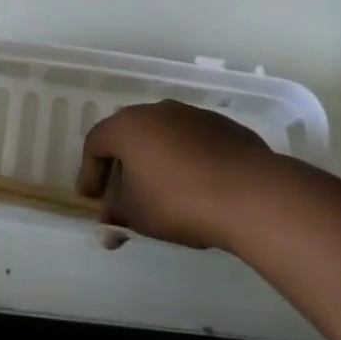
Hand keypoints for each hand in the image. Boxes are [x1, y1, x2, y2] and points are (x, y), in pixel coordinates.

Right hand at [77, 100, 273, 248]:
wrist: (250, 192)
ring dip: (155, 159)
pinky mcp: (221, 125)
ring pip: (162, 134)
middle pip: (128, 134)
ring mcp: (191, 114)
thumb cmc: (179, 201)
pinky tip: (195, 186)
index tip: (92, 198)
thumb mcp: (138, 216)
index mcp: (127, 127)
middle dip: (121, 165)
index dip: (90, 171)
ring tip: (161, 192)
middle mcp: (156, 111)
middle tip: (122, 194)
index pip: (96, 143)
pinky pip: (191, 140)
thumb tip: (107, 228)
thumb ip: (117, 217)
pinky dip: (184, 158)